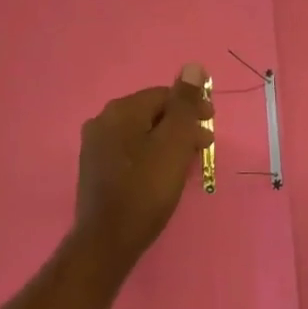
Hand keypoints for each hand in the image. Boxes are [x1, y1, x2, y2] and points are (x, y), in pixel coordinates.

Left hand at [73, 63, 214, 264]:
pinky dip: (151, 155)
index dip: (192, 107)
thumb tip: (193, 66)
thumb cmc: (146, 190)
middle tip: (204, 146)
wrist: (107, 242)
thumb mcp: (174, 144)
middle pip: (151, 113)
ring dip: (167, 141)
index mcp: (120, 110)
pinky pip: (129, 151)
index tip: (212, 126)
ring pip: (141, 133)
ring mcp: (95, 146)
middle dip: (181, 126)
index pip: (163, 95)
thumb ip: (185, 105)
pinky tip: (163, 174)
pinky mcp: (95, 170)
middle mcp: (102, 120)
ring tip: (188, 161)